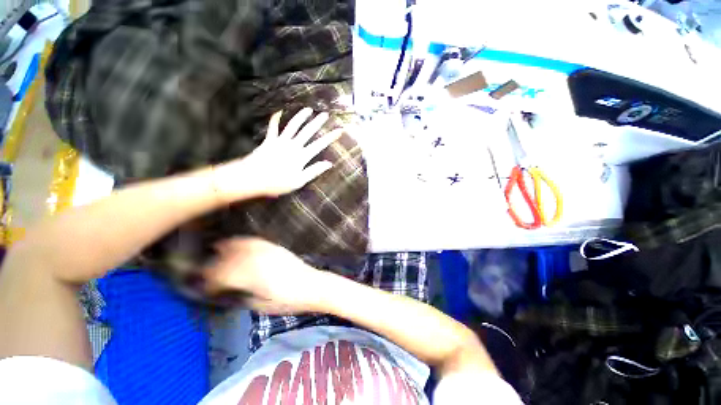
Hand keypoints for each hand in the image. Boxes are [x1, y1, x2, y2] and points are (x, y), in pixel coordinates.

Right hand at [203, 237, 324, 313]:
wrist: (312, 285)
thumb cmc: (289, 302)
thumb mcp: (261, 306)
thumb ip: (241, 296)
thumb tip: (225, 291)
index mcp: (254, 278)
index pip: (222, 275)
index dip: (209, 281)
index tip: (204, 288)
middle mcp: (259, 260)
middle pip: (228, 258)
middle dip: (213, 266)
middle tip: (204, 273)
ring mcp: (268, 251)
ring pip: (240, 246)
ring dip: (224, 249)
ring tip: (214, 252)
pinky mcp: (275, 247)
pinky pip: (254, 241)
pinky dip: (241, 242)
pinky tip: (235, 243)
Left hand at [213, 108, 342, 201]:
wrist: (252, 178)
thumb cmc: (277, 183)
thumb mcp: (299, 181)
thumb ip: (314, 171)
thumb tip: (329, 164)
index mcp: (301, 157)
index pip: (320, 145)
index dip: (330, 137)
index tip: (339, 130)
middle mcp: (293, 146)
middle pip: (308, 131)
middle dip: (318, 122)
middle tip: (325, 114)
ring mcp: (280, 141)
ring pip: (293, 126)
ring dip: (301, 117)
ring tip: (308, 109)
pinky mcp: (269, 140)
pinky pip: (273, 127)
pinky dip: (276, 119)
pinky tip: (279, 111)